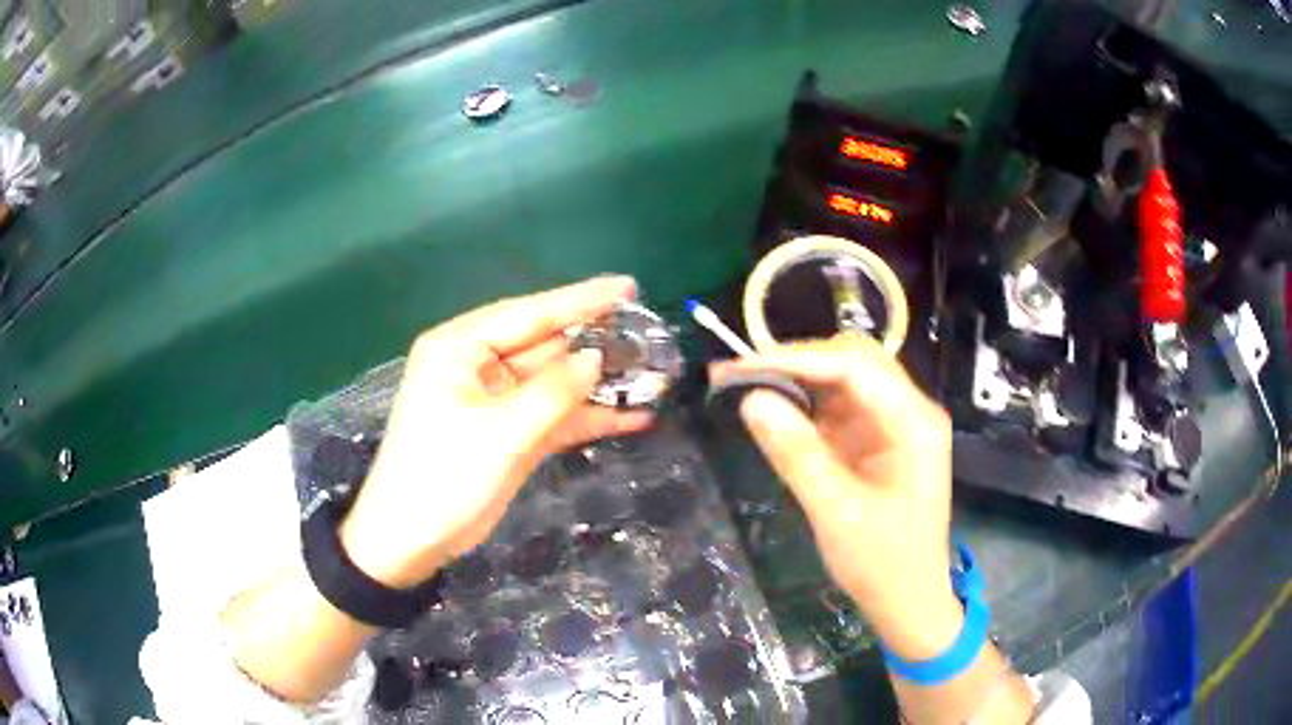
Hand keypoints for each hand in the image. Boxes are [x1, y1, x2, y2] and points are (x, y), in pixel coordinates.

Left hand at [339, 277, 652, 587]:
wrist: (411, 539)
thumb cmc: (444, 475)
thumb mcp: (501, 432)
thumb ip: (554, 392)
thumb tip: (597, 357)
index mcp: (461, 347)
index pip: (530, 313)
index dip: (582, 300)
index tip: (629, 286)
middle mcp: (478, 365)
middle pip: (546, 345)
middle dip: (595, 344)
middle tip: (650, 337)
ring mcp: (495, 401)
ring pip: (554, 382)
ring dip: (597, 385)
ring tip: (652, 376)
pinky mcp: (508, 433)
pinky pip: (553, 416)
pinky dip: (587, 418)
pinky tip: (632, 418)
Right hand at [710, 335, 962, 658]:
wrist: (909, 601)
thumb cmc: (883, 564)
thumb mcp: (837, 514)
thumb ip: (797, 454)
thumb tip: (750, 400)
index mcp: (914, 422)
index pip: (854, 366)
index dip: (795, 359)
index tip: (741, 368)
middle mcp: (909, 411)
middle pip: (853, 361)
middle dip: (796, 362)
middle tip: (739, 375)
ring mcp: (895, 424)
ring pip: (844, 379)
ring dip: (797, 379)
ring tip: (746, 386)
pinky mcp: (879, 440)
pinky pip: (840, 407)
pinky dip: (806, 405)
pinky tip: (776, 411)